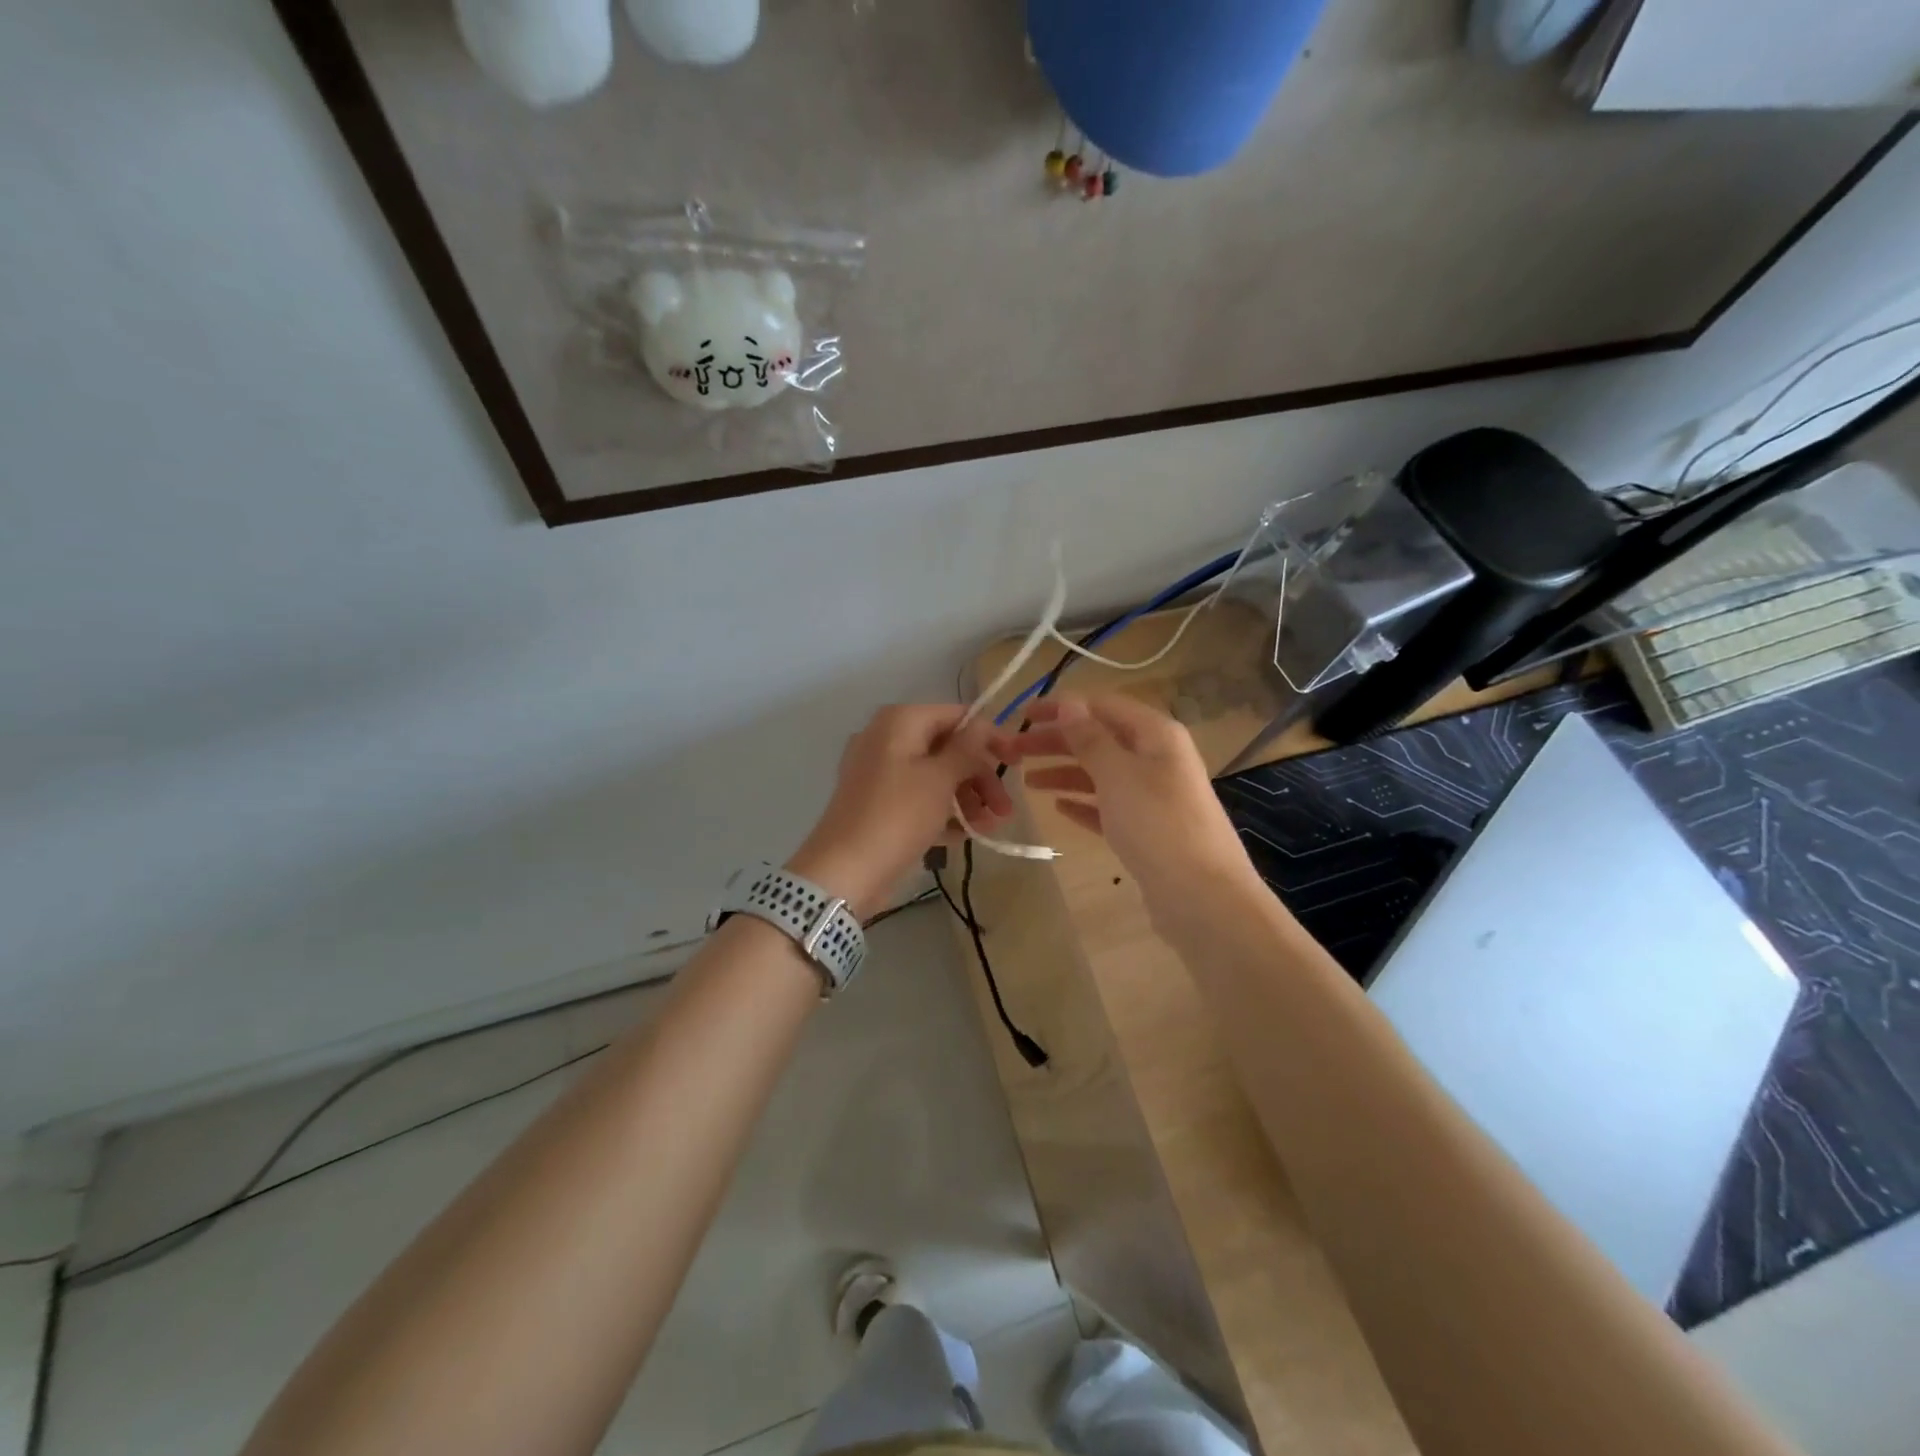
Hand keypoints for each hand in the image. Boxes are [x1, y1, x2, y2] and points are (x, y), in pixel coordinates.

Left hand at [788, 704, 1013, 918]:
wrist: (845, 872)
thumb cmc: (898, 816)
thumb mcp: (940, 778)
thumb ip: (967, 748)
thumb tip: (983, 723)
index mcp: (900, 721)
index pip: (956, 715)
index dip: (990, 736)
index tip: (1018, 761)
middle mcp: (886, 739)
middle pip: (947, 747)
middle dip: (980, 776)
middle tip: (1005, 808)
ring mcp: (879, 773)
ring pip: (935, 775)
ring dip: (967, 797)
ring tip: (989, 826)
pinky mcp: (877, 804)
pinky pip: (918, 797)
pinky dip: (943, 811)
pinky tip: (966, 834)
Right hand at [1005, 695, 1262, 919]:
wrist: (1201, 896)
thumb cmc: (1157, 823)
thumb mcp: (1117, 773)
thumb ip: (1090, 738)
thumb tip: (1070, 703)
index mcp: (1155, 734)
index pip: (1102, 706)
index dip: (1062, 707)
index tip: (1024, 714)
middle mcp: (1157, 758)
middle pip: (1099, 739)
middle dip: (1056, 742)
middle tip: (1012, 751)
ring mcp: (1154, 796)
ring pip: (1101, 774)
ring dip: (1064, 773)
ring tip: (1027, 782)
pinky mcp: (1148, 830)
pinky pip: (1108, 807)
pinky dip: (1084, 803)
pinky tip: (1059, 808)